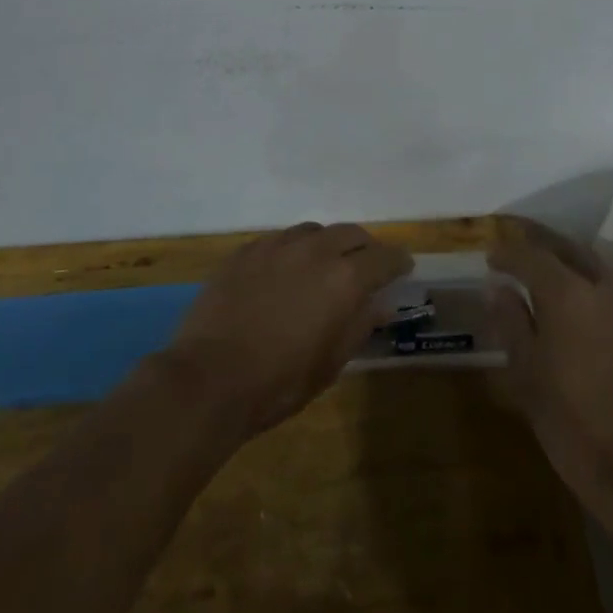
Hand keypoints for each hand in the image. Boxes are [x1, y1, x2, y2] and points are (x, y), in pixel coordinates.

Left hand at [162, 222, 410, 438]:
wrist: (209, 378)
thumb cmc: (280, 381)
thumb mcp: (331, 362)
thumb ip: (359, 324)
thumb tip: (380, 304)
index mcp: (344, 278)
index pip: (384, 257)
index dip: (397, 261)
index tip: (403, 267)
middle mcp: (314, 250)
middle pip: (350, 233)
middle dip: (364, 248)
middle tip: (366, 266)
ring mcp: (276, 246)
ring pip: (313, 231)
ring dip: (327, 244)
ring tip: (323, 265)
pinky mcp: (245, 251)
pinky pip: (279, 240)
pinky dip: (292, 250)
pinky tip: (284, 271)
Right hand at [487, 219, 612, 539]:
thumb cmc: (573, 424)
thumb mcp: (527, 375)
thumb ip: (512, 322)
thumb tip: (498, 287)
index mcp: (568, 295)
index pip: (532, 255)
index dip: (508, 252)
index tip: (490, 256)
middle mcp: (603, 288)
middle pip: (568, 247)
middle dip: (539, 241)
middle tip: (515, 243)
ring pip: (596, 260)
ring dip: (569, 254)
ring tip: (545, 266)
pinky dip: (590, 275)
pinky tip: (575, 297)